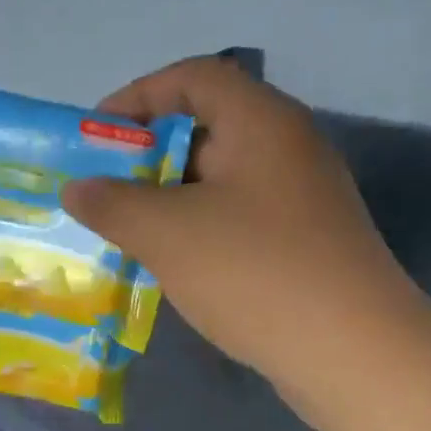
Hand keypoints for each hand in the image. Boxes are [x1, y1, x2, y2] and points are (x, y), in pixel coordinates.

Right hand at [61, 57, 415, 382]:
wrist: (352, 352)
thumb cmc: (254, 272)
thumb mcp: (168, 232)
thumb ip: (113, 203)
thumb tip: (78, 187)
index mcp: (262, 122)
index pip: (193, 78)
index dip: (138, 98)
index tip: (97, 137)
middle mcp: (289, 149)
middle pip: (209, 129)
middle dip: (149, 158)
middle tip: (104, 193)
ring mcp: (303, 199)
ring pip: (223, 182)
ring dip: (172, 201)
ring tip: (128, 233)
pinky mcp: (307, 244)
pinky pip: (242, 221)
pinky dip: (202, 232)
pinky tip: (175, 267)